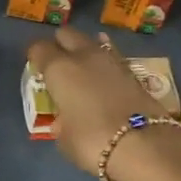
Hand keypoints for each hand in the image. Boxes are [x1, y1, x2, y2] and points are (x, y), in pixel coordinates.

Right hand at [26, 28, 177, 176]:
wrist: (145, 146)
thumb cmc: (92, 142)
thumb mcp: (64, 139)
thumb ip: (61, 123)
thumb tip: (65, 119)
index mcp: (60, 69)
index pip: (39, 48)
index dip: (35, 56)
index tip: (35, 67)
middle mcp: (84, 56)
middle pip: (67, 35)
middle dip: (60, 45)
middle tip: (58, 64)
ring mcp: (112, 61)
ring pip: (93, 43)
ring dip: (85, 52)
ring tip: (82, 70)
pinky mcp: (134, 72)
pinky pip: (111, 59)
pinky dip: (105, 66)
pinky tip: (104, 78)